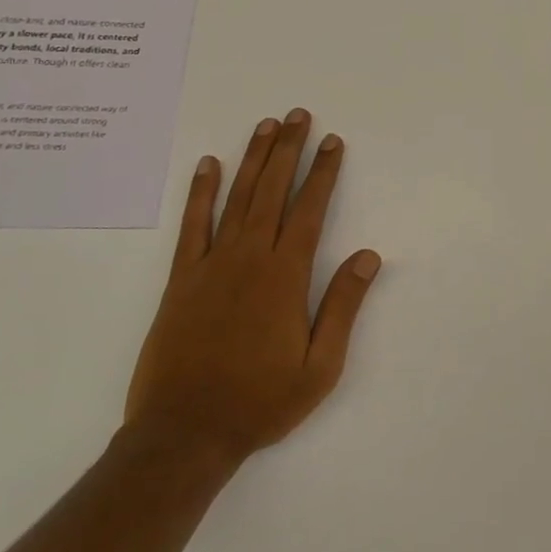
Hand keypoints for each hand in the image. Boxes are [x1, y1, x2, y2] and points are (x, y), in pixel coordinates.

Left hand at [123, 110, 381, 468]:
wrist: (183, 435)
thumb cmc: (260, 402)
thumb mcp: (320, 367)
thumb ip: (343, 306)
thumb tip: (369, 256)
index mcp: (286, 276)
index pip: (310, 209)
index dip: (323, 172)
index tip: (333, 142)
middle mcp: (250, 258)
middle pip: (273, 190)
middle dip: (289, 149)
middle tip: (299, 115)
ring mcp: (211, 265)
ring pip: (237, 198)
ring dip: (253, 158)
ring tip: (266, 125)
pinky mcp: (181, 279)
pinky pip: (192, 226)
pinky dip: (200, 193)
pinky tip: (208, 165)